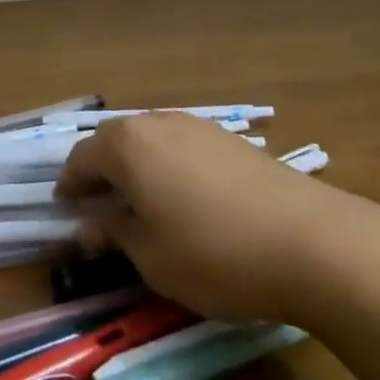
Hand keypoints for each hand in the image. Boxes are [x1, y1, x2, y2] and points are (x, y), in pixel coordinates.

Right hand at [55, 113, 379, 326]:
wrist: (314, 243)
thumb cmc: (213, 253)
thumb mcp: (149, 255)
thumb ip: (113, 232)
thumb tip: (90, 222)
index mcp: (126, 145)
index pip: (80, 160)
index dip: (68, 188)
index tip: (65, 213)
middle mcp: (157, 123)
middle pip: (114, 143)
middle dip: (101, 173)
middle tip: (99, 209)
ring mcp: (199, 127)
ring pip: (151, 143)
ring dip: (137, 169)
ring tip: (142, 206)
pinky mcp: (233, 141)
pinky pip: (183, 149)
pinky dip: (170, 169)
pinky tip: (186, 201)